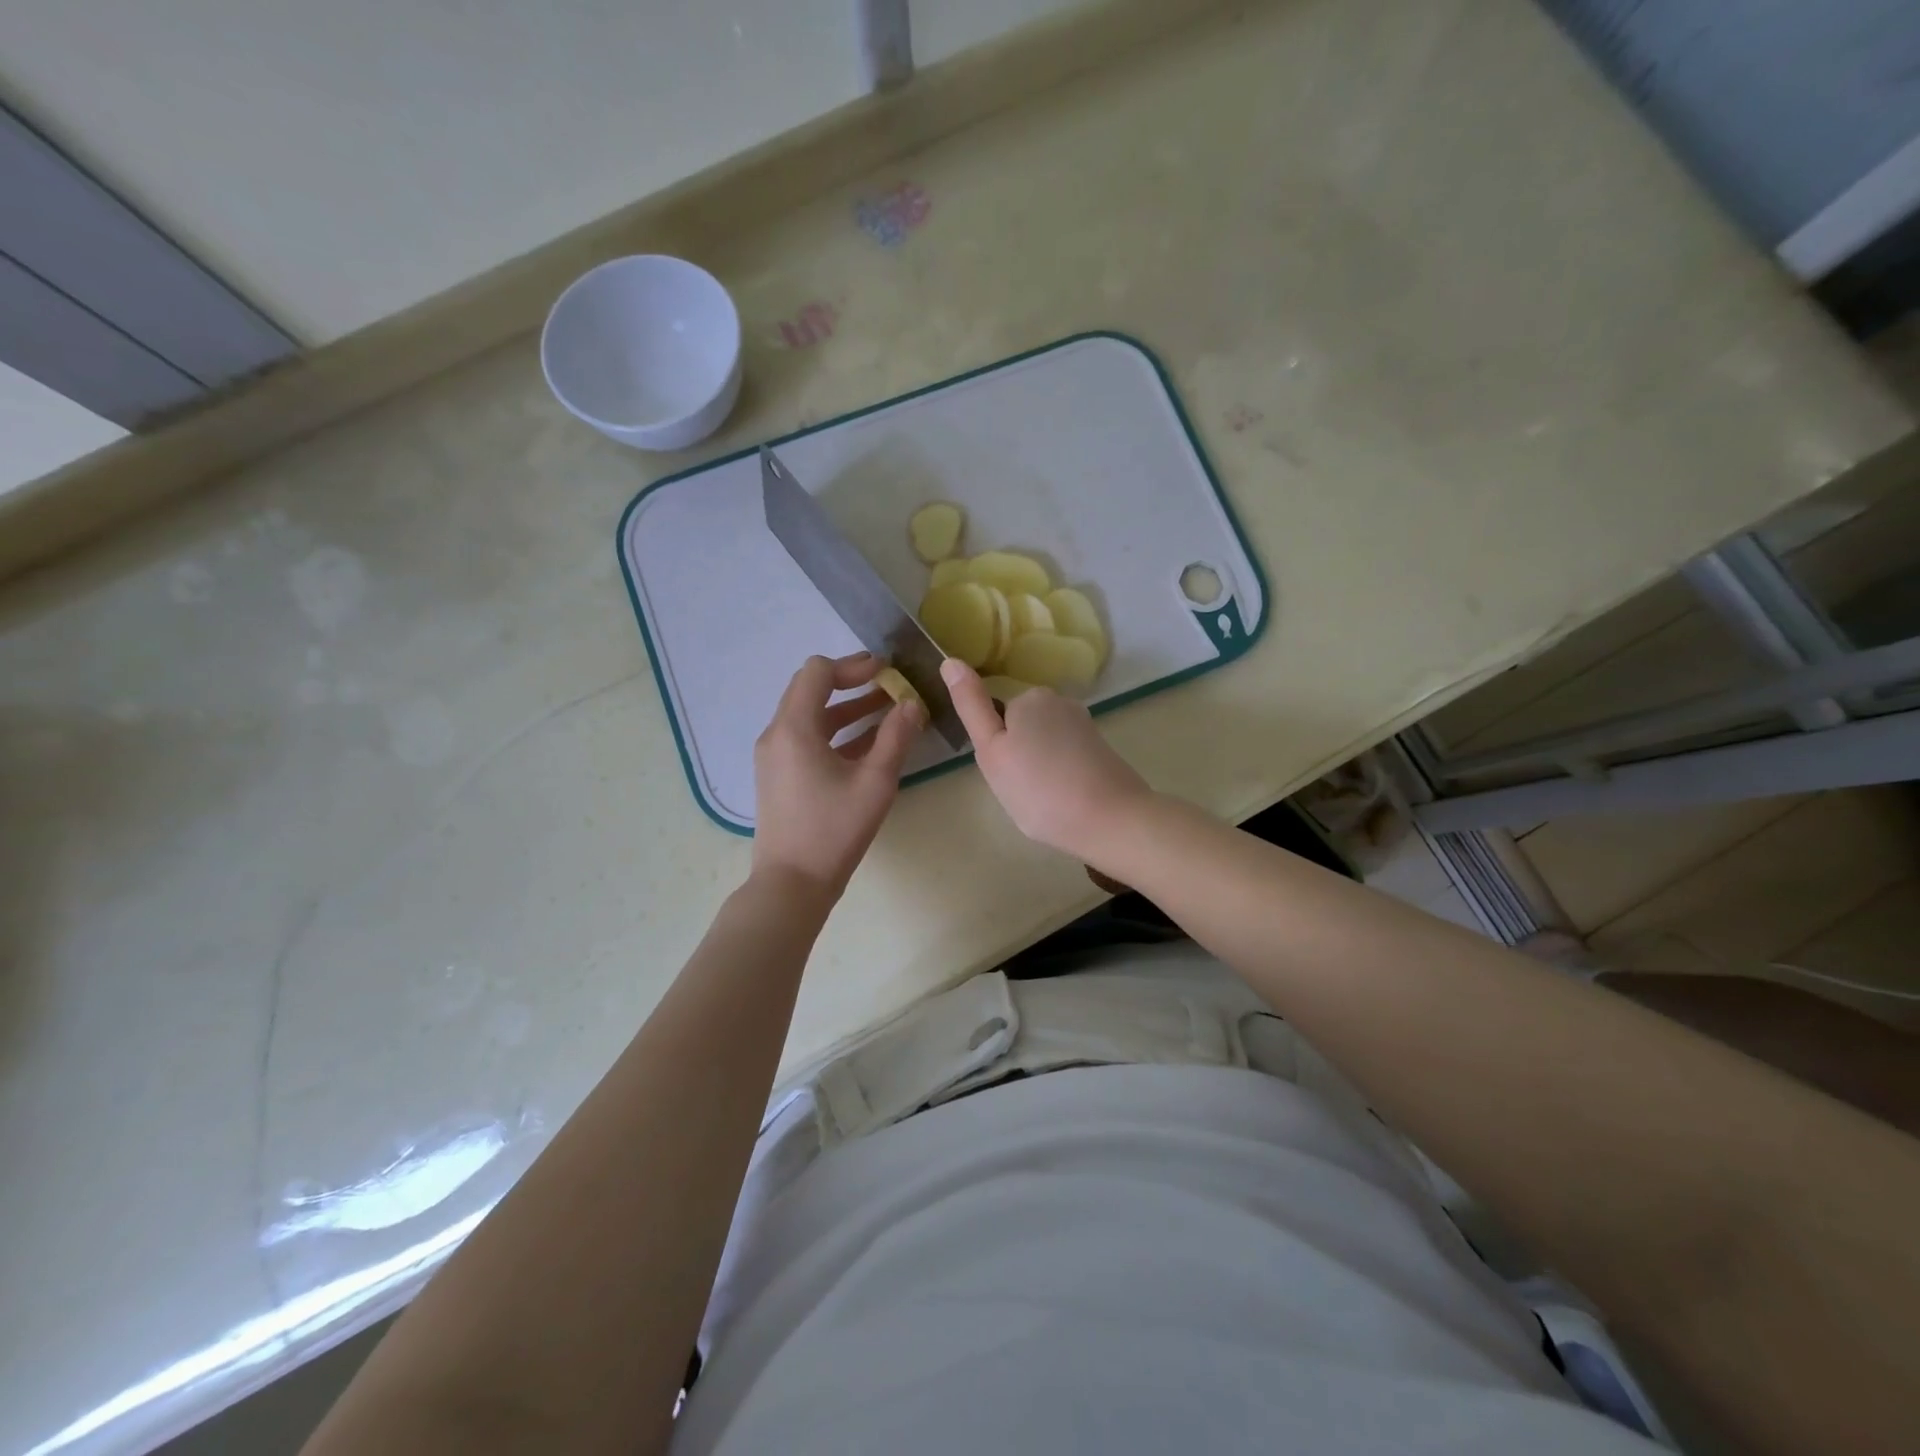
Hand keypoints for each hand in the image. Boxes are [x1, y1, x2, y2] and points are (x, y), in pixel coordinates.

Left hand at [752, 653, 924, 896]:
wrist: (792, 883)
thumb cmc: (834, 830)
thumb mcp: (875, 782)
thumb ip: (896, 737)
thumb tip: (912, 704)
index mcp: (794, 728)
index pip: (818, 672)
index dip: (853, 666)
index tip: (886, 671)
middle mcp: (776, 734)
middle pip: (809, 689)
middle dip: (849, 682)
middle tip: (886, 683)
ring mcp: (774, 756)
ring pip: (809, 715)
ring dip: (845, 708)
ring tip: (886, 709)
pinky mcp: (779, 775)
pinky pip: (806, 738)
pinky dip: (835, 731)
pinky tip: (867, 742)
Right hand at [942, 658, 1152, 859]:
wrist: (1111, 820)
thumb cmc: (1039, 789)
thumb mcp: (991, 751)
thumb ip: (971, 706)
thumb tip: (950, 661)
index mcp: (1029, 697)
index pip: (996, 717)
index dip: (995, 749)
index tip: (1005, 774)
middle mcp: (1059, 701)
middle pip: (1021, 728)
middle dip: (1016, 755)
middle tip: (1018, 789)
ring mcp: (1084, 724)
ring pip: (1043, 744)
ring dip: (1038, 767)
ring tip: (1043, 798)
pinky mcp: (1100, 747)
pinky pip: (1065, 757)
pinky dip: (1060, 775)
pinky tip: (1065, 798)